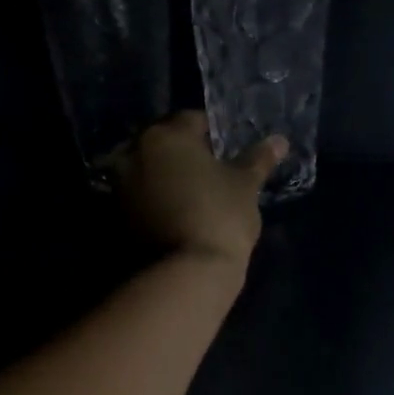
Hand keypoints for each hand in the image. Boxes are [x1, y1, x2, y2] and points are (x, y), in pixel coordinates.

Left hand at [115, 112, 284, 268]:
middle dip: (183, 154)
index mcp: (165, 135)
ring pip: (148, 171)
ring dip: (165, 178)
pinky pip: (138, 198)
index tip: (227, 153)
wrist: (186, 274)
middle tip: (209, 174)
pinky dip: (153, 202)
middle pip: (163, 144)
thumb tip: (279, 140)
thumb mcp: (246, 186)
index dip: (213, 135)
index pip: (192, 121)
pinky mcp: (114, 217)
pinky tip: (175, 216)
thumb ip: (258, 159)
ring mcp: (119, 186)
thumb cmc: (220, 217)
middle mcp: (133, 153)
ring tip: (191, 197)